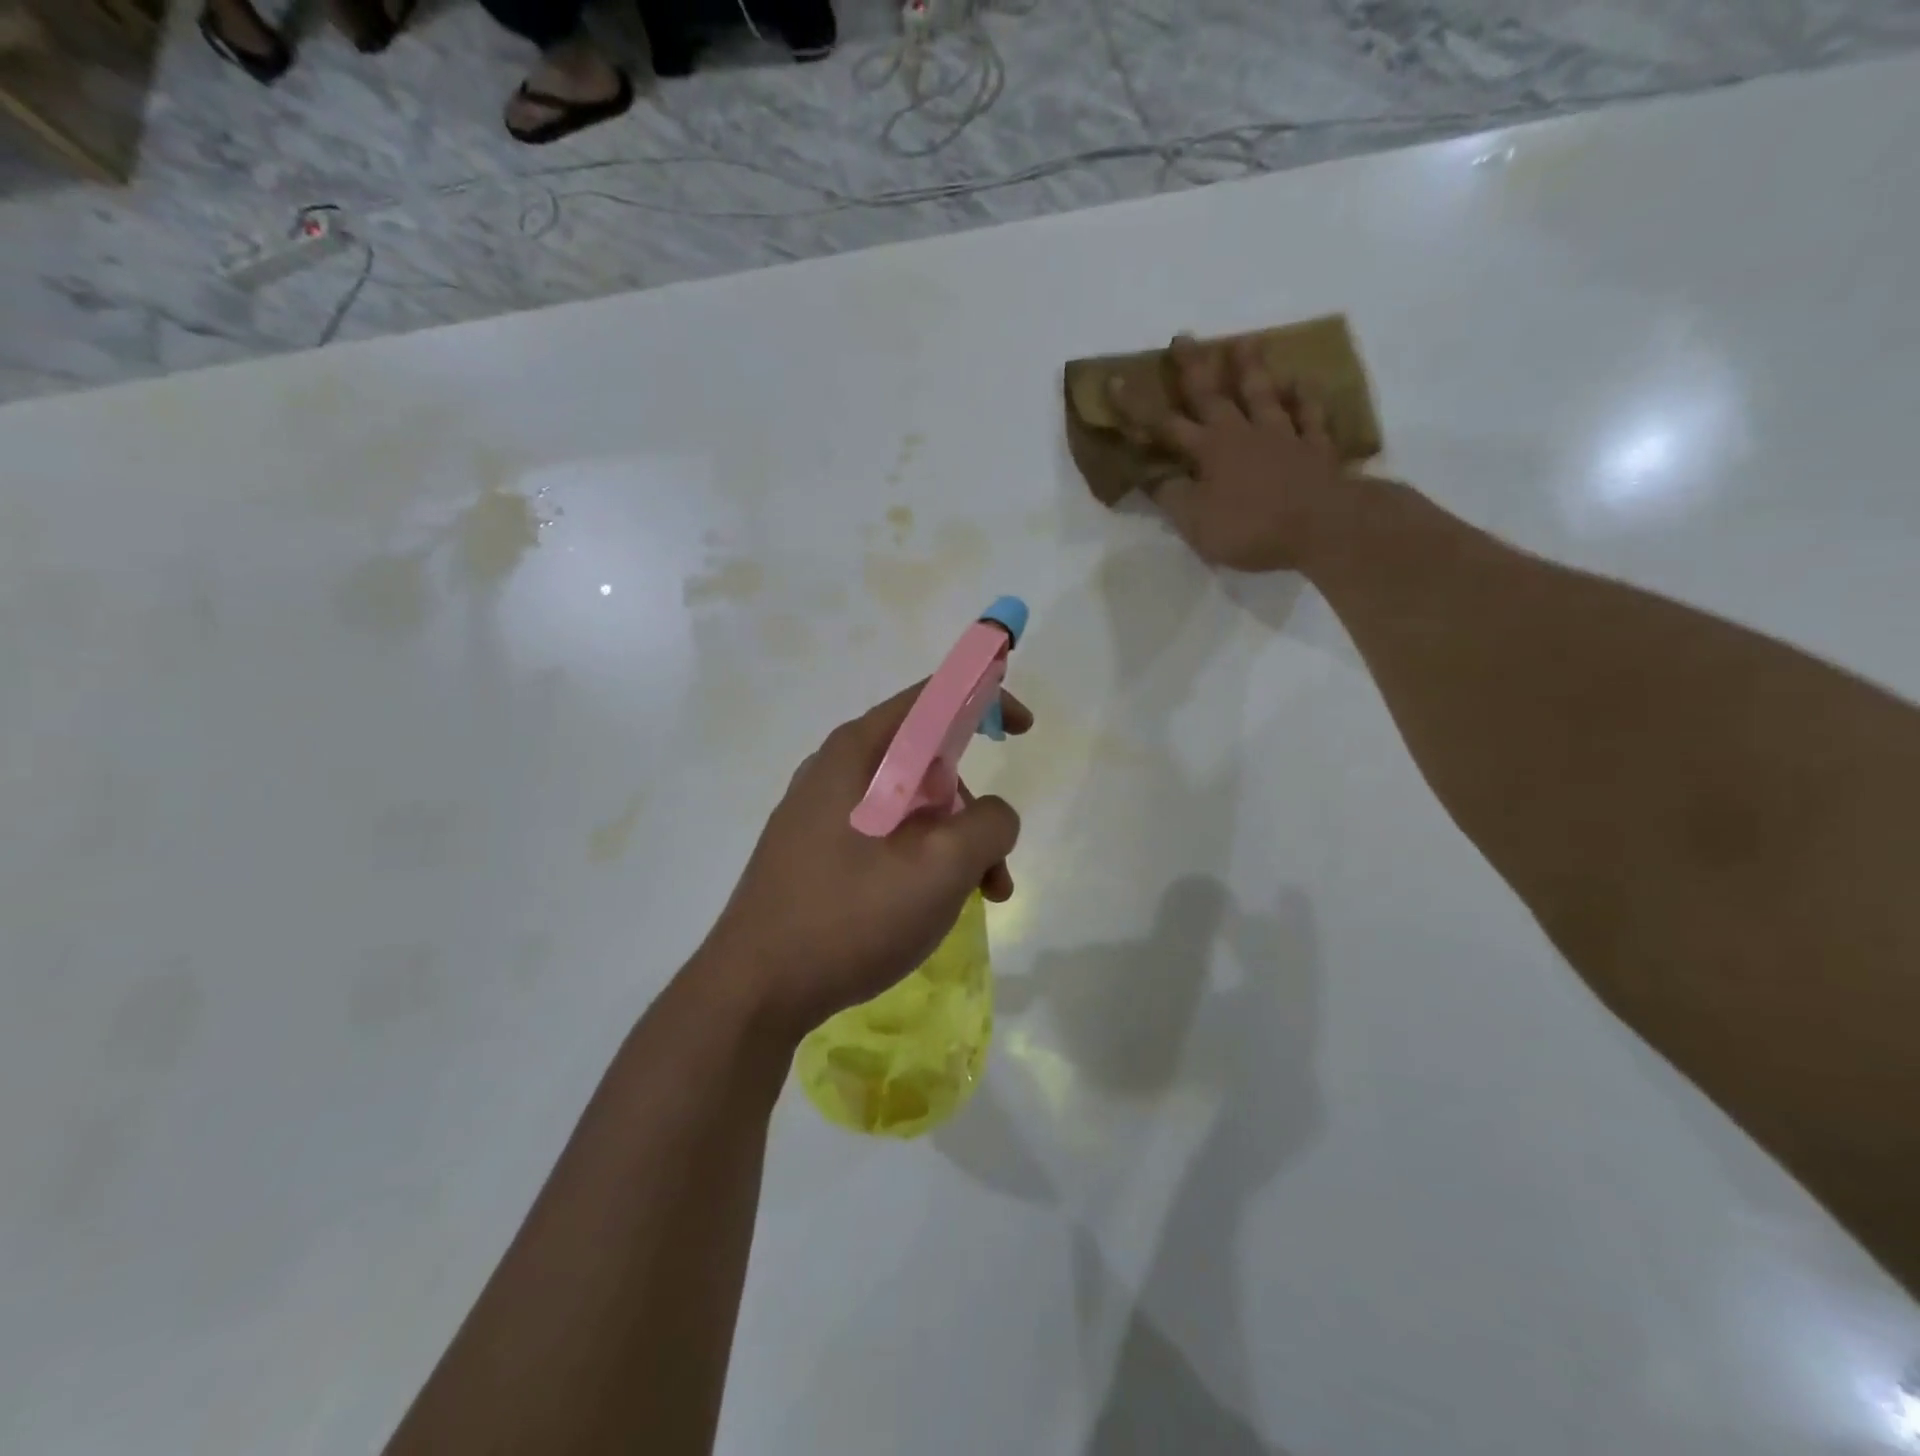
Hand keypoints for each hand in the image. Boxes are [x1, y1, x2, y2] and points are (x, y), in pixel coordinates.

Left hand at [697, 684, 1030, 1038]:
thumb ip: (988, 824)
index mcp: (858, 752)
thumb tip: (992, 816)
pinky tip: (929, 907)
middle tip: (995, 860)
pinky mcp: (814, 852)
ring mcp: (819, 813)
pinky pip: (883, 836)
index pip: (933, 698)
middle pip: (926, 760)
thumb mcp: (940, 866)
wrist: (754, 990)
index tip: (1024, 730)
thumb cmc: (849, 916)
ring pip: (909, 806)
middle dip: (972, 805)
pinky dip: (920, 860)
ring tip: (977, 898)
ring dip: (953, 843)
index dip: (985, 698)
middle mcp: (835, 770)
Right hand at [1110, 334, 1347, 571]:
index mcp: (1209, 451)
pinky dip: (1305, 397)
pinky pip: (1310, 416)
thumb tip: (1154, 477)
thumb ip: (1173, 498)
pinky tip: (1301, 381)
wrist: (1322, 526)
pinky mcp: (1315, 448)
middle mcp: (1242, 434)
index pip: (1165, 425)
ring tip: (1245, 341)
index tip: (1117, 381)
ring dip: (1252, 368)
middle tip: (1183, 338)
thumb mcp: (1196, 523)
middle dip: (1194, 367)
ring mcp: (1283, 436)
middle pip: (1214, 395)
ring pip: (1263, 394)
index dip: (1138, 406)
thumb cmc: (1250, 528)